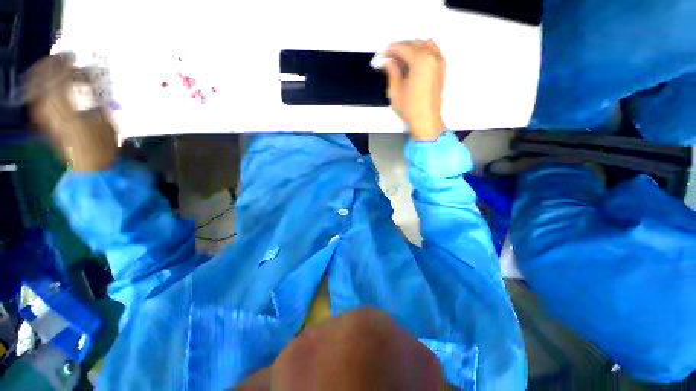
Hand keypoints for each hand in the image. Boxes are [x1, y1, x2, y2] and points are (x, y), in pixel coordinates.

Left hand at [28, 55, 117, 171]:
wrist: (90, 163)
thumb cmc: (102, 142)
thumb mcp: (103, 117)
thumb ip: (91, 95)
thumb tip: (84, 75)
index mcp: (65, 106)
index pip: (58, 77)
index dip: (64, 64)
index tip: (73, 56)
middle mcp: (48, 108)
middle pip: (41, 79)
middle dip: (49, 65)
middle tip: (61, 57)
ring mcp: (42, 115)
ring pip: (35, 87)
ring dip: (42, 74)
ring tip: (53, 67)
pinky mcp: (42, 120)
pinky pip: (35, 97)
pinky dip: (39, 86)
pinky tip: (47, 84)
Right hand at [380, 40, 445, 140]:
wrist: (426, 120)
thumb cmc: (412, 109)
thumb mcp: (395, 90)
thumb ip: (391, 71)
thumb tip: (387, 62)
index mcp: (420, 61)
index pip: (402, 48)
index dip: (390, 51)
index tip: (383, 55)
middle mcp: (432, 58)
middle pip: (413, 44)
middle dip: (400, 49)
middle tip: (389, 58)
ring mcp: (439, 63)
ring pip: (424, 45)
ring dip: (411, 48)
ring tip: (400, 60)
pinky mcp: (441, 69)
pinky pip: (432, 51)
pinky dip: (422, 52)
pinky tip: (413, 62)